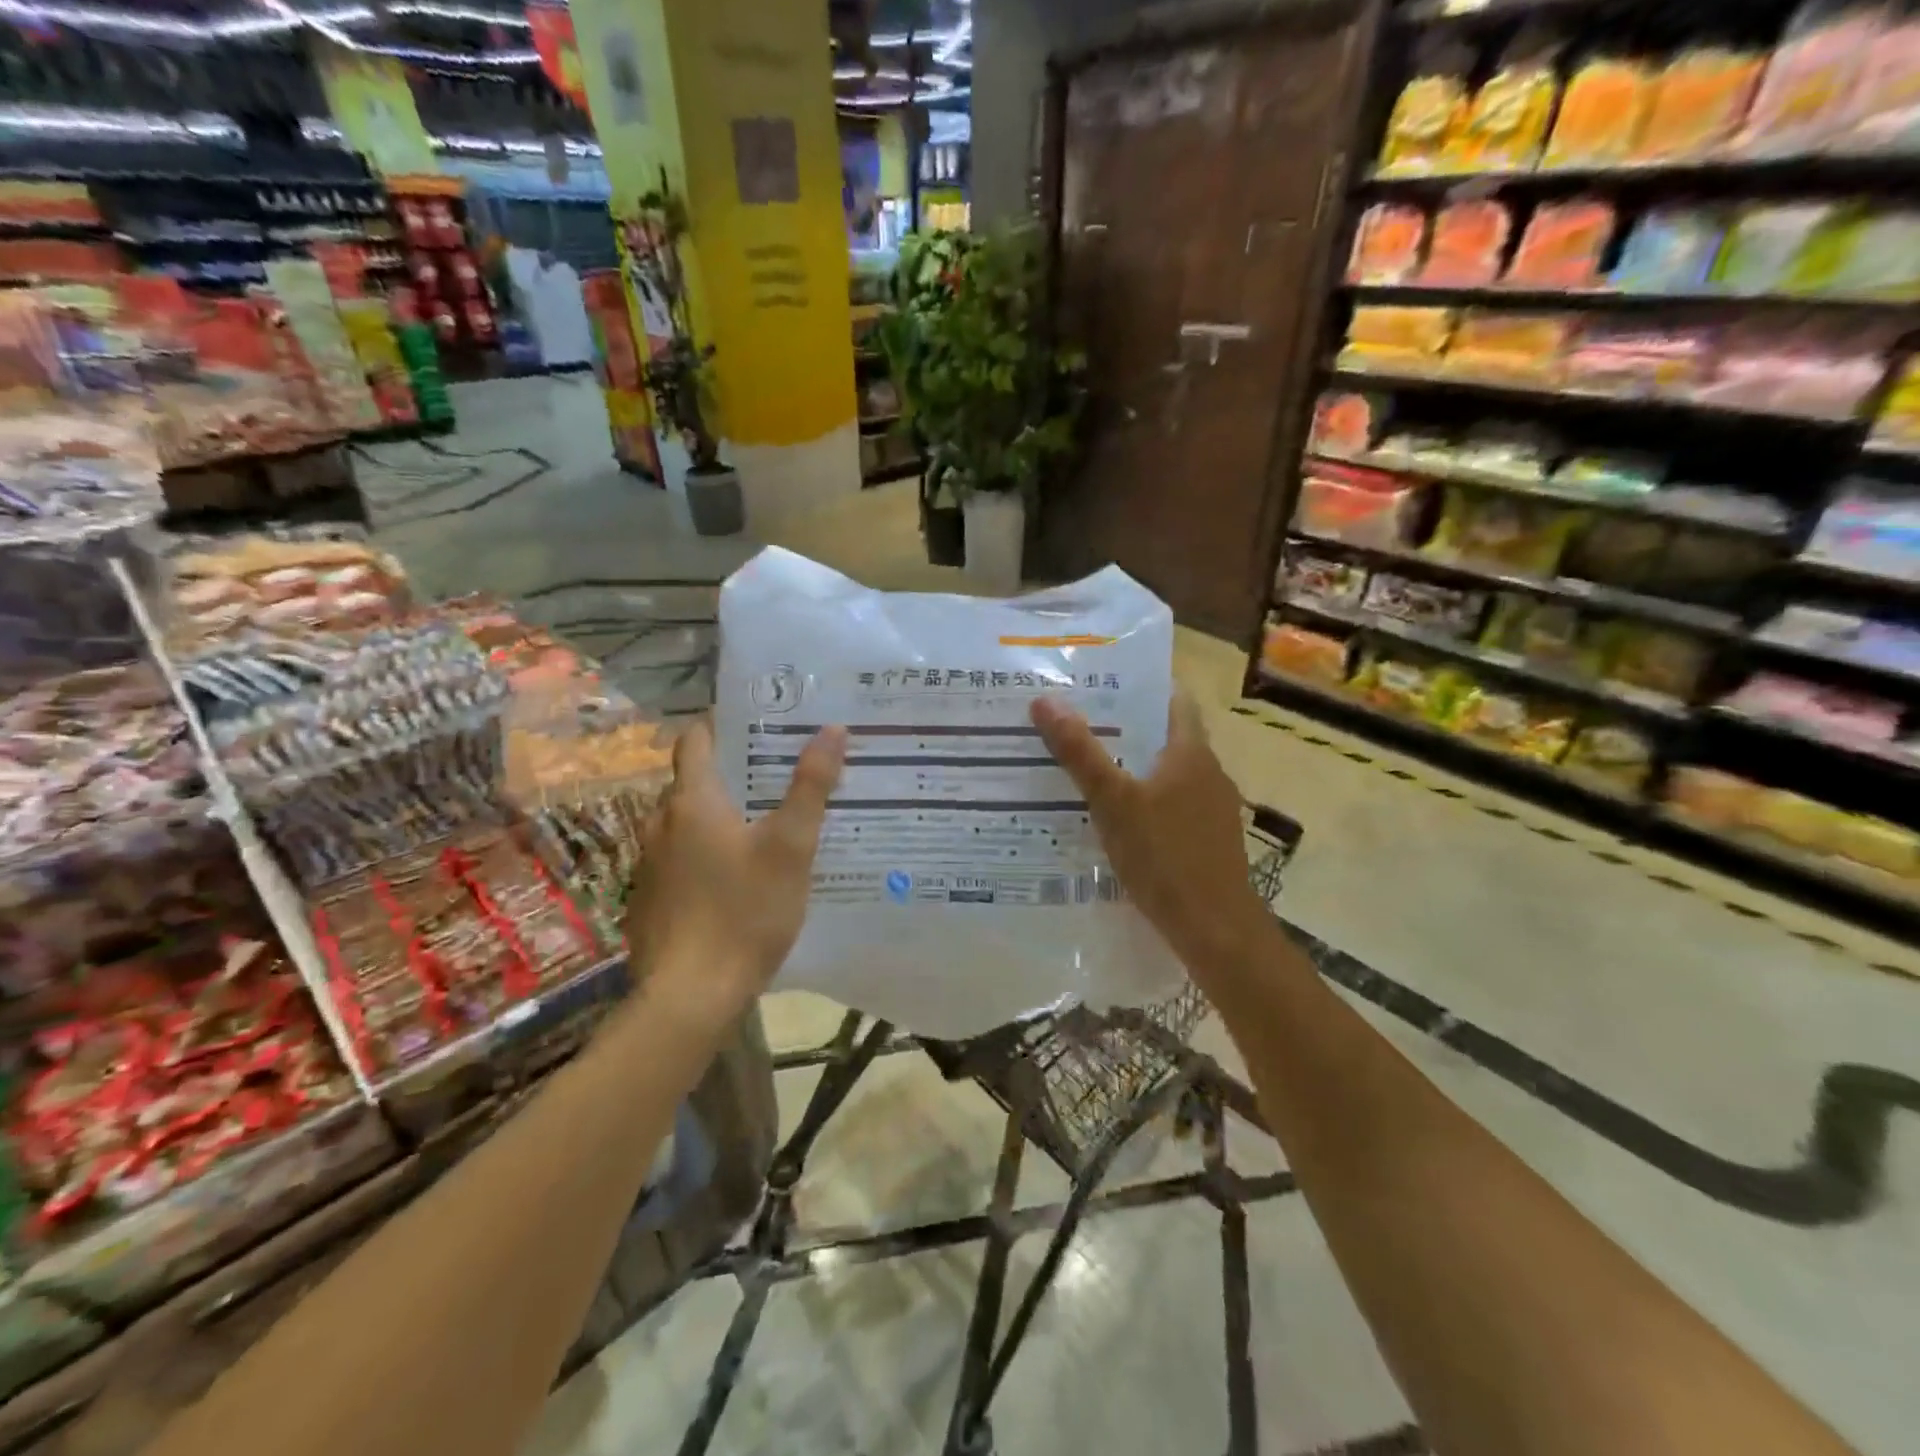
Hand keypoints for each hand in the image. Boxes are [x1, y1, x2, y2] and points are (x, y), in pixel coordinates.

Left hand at [625, 717, 845, 1015]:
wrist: (690, 997)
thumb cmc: (745, 911)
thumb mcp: (791, 846)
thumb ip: (811, 786)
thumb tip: (832, 729)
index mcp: (692, 802)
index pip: (696, 740)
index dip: (721, 724)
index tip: (757, 722)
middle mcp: (661, 824)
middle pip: (693, 782)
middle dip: (731, 772)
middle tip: (776, 773)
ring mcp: (649, 864)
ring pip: (685, 823)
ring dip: (718, 815)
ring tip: (763, 823)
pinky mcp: (650, 899)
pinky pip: (679, 858)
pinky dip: (705, 852)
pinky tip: (736, 876)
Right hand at [1031, 691, 1266, 974]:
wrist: (1215, 927)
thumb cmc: (1164, 855)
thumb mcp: (1112, 801)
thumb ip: (1080, 752)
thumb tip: (1045, 700)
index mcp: (1191, 752)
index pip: (1174, 699)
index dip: (1141, 685)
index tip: (1101, 682)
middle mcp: (1208, 772)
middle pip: (1166, 736)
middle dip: (1125, 727)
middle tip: (1077, 723)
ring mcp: (1212, 809)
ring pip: (1168, 773)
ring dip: (1134, 767)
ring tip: (1087, 768)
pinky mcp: (1208, 840)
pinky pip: (1172, 805)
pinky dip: (1145, 801)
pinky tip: (1114, 819)